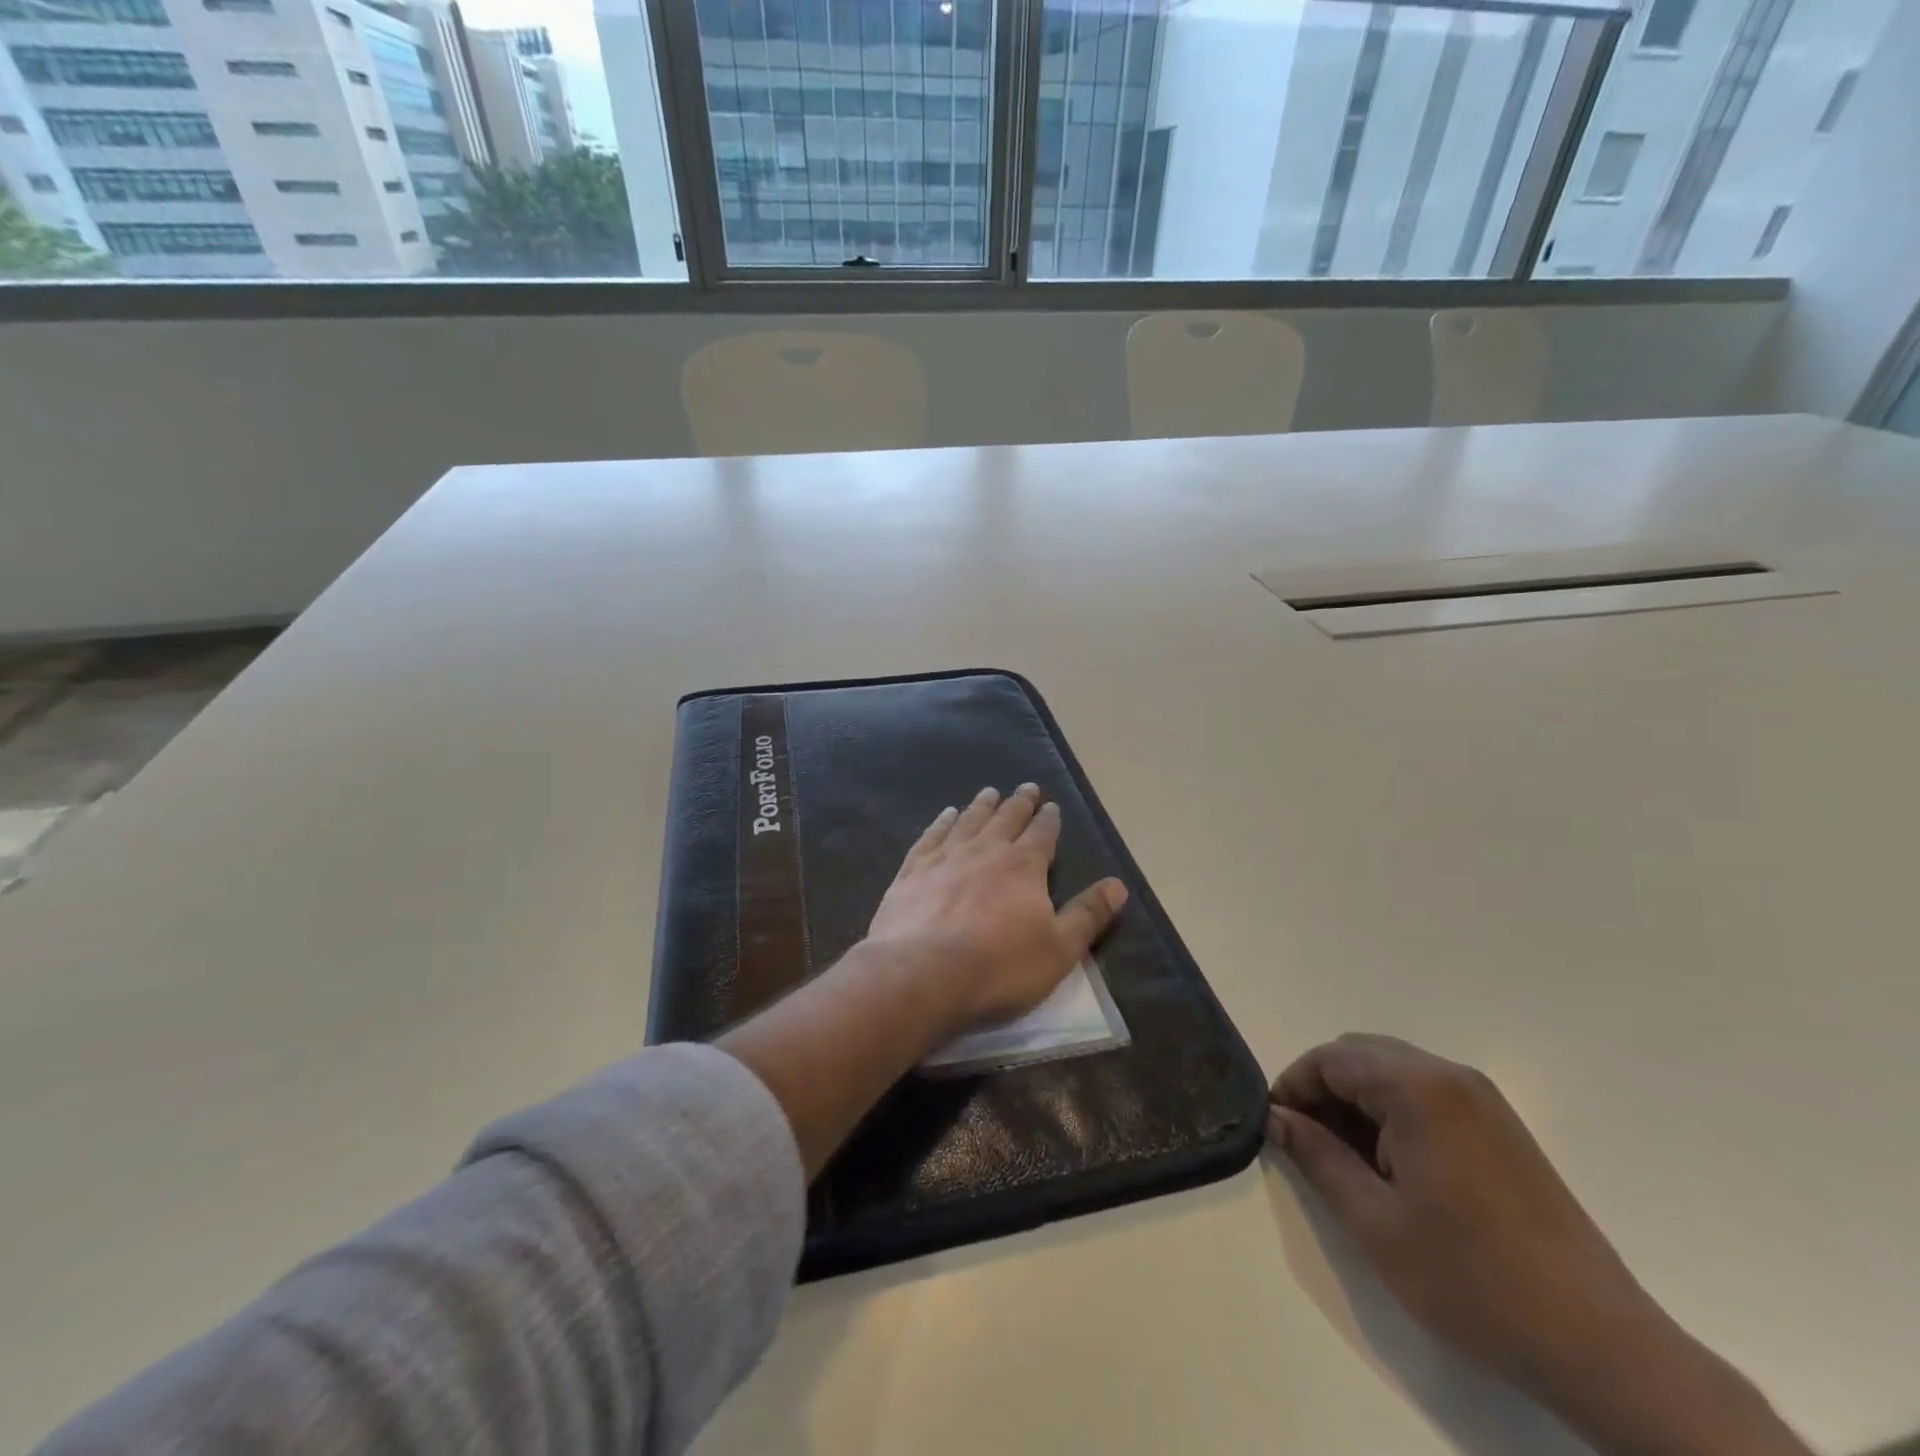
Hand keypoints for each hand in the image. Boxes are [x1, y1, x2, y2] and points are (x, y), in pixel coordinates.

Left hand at [867, 784, 1128, 1034]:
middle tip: (1026, 787)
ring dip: (981, 805)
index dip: (1049, 819)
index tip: (1051, 805)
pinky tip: (945, 815)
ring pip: (968, 821)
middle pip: (1006, 819)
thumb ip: (1088, 915)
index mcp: (1023, 866)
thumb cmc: (999, 966)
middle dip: (1019, 803)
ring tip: (988, 792)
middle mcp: (985, 850)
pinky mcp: (913, 871)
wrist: (923, 973)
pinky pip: (931, 836)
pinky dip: (941, 823)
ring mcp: (945, 857)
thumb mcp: (1059, 949)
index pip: (1042, 834)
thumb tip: (1118, 885)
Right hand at [1267, 1034, 1650, 1398]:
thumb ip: (1317, 1157)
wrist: (1602, 1347)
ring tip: (1348, 1160)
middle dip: (1324, 1089)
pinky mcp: (1502, 1126)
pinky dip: (1393, 1112)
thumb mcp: (1375, 1222)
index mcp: (1418, 1088)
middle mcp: (1452, 1076)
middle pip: (1361, 1054)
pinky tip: (1394, 1166)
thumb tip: (1276, 1118)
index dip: (1293, 1086)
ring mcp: (1483, 1099)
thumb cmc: (1473, 1281)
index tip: (1276, 1127)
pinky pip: (1426, 1094)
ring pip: (1392, 1071)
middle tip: (1308, 1143)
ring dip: (1358, 1101)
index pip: (1331, 1058)